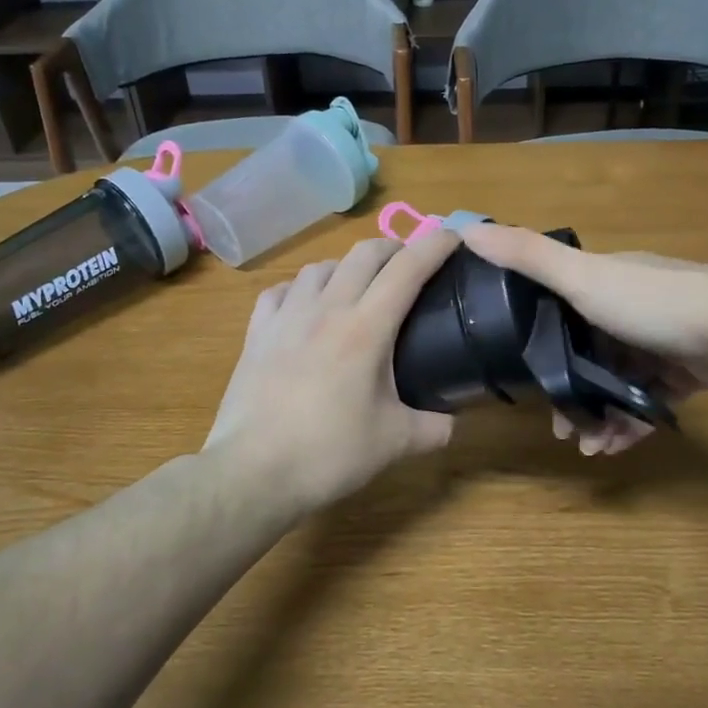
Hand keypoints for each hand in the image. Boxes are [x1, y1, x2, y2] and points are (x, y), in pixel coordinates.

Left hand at [204, 231, 463, 511]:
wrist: (253, 472)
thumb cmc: (329, 453)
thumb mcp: (395, 443)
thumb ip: (434, 428)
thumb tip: (453, 422)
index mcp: (366, 328)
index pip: (407, 269)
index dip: (434, 245)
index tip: (453, 236)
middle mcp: (327, 309)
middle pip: (363, 253)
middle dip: (393, 247)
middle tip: (408, 264)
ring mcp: (286, 317)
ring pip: (321, 266)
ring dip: (347, 266)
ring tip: (357, 286)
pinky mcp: (257, 332)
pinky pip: (281, 291)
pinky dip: (300, 289)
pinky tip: (304, 307)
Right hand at [460, 222, 707, 453]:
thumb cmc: (659, 303)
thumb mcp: (584, 278)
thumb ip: (527, 257)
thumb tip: (464, 228)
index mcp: (605, 279)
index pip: (558, 309)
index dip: (538, 344)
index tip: (525, 381)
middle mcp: (632, 304)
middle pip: (587, 351)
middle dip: (572, 391)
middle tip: (562, 429)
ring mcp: (664, 337)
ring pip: (619, 380)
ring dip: (602, 414)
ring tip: (592, 447)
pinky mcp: (691, 369)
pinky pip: (650, 399)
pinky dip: (634, 422)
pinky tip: (622, 447)